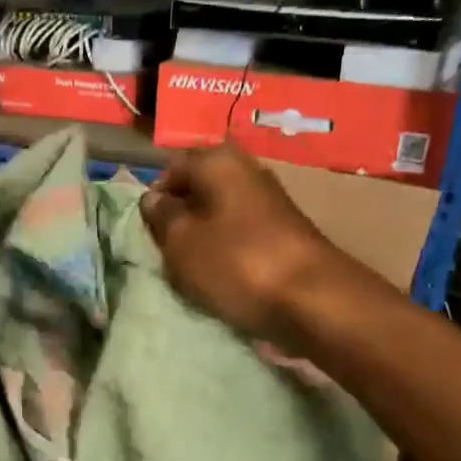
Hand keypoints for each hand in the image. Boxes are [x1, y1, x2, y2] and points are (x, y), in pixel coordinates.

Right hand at [140, 144, 339, 342]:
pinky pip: (242, 233)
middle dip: (180, 217)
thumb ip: (161, 216)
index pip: (172, 168)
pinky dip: (228, 250)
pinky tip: (222, 275)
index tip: (148, 231)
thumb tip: (153, 198)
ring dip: (203, 237)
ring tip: (193, 268)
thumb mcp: (181, 242)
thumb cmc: (235, 264)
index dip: (155, 198)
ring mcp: (270, 201)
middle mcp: (247, 170)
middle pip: (199, 189)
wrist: (312, 299)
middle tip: (168, 251)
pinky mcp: (284, 231)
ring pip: (220, 213)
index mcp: (218, 161)